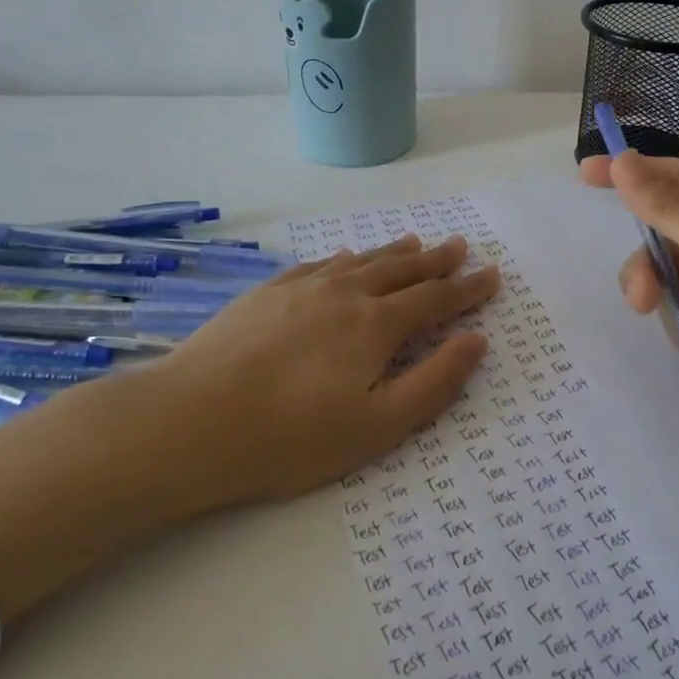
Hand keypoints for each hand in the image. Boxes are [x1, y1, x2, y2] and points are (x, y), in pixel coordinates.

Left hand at [0, 233, 499, 622]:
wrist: (187, 422)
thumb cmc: (290, 437)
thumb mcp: (376, 426)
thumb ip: (433, 382)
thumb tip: (475, 341)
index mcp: (376, 325)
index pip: (435, 300)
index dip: (467, 289)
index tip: (491, 275)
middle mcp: (346, 294)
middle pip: (403, 270)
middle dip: (437, 261)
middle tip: (460, 246)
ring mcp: (303, 287)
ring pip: (364, 261)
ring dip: (395, 252)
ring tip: (417, 241)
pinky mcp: (269, 292)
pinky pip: (322, 264)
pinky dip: (347, 258)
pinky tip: (349, 257)